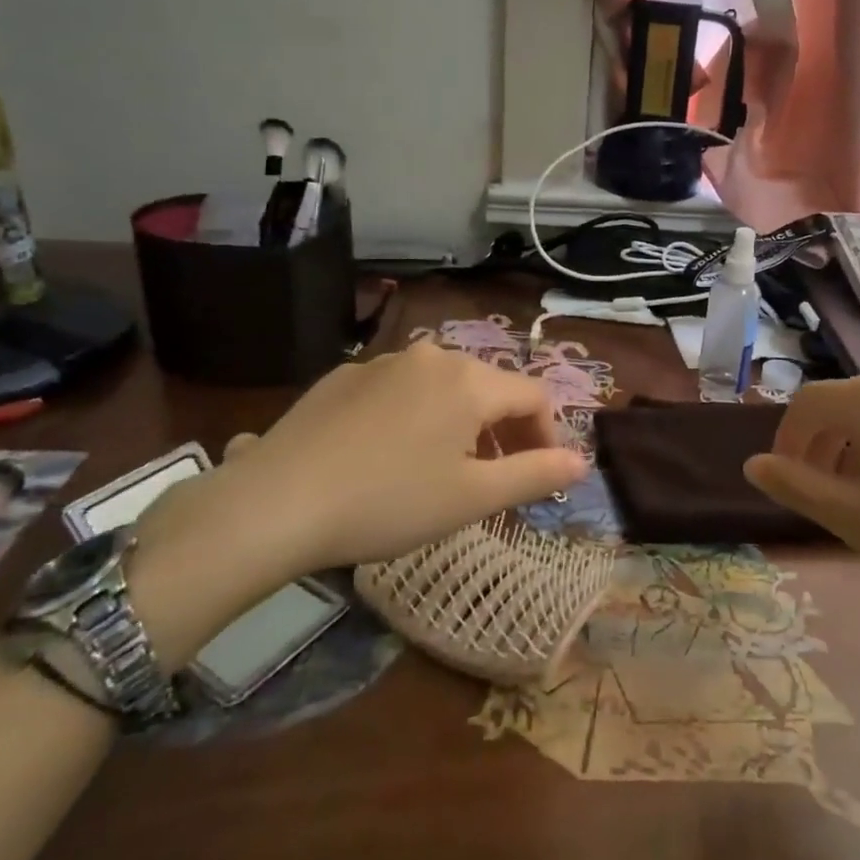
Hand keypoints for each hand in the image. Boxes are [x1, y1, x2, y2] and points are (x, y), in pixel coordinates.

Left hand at [213, 341, 588, 567]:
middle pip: (489, 388)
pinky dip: (413, 416)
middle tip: (490, 479)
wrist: (277, 501)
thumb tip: (582, 462)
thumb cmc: (389, 502)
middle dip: (502, 431)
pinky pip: (399, 390)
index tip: (537, 476)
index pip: (534, 396)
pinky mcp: (343, 375)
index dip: (547, 435)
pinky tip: (386, 455)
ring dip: (458, 423)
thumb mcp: (472, 498)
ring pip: (442, 387)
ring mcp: (382, 362)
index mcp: (470, 381)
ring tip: (440, 469)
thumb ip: (535, 474)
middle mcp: (432, 357)